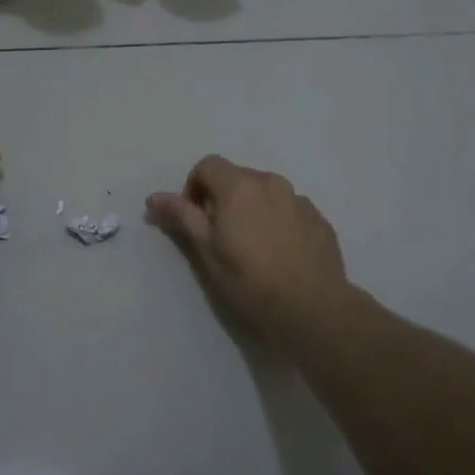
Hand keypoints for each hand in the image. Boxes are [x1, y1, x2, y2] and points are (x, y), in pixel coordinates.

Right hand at [147, 156, 357, 341]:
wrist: (312, 309)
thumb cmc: (249, 279)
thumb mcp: (206, 250)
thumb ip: (181, 216)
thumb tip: (154, 197)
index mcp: (239, 185)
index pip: (208, 165)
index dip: (194, 187)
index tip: (194, 219)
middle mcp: (271, 183)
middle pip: (237, 177)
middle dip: (222, 198)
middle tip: (220, 236)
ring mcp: (300, 200)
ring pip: (266, 193)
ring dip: (252, 208)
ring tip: (252, 246)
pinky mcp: (320, 220)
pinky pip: (289, 210)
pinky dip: (277, 221)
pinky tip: (279, 254)